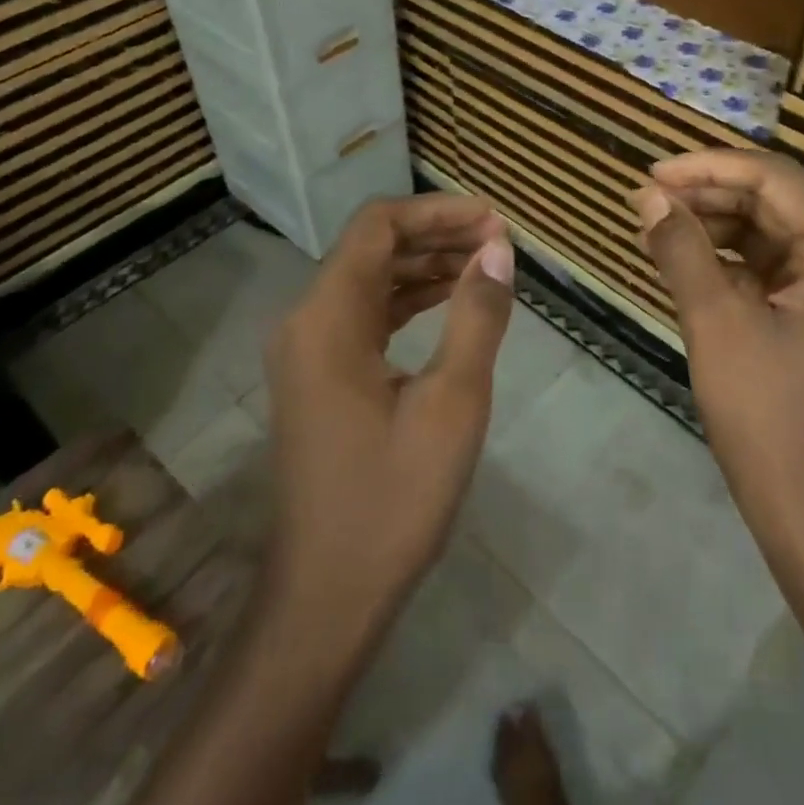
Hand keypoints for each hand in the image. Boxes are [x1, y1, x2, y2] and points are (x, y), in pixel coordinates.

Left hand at [263, 194, 514, 647]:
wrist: (328, 593)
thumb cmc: (393, 499)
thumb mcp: (452, 404)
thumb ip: (476, 317)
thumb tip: (498, 250)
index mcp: (327, 318)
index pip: (378, 227)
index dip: (438, 211)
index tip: (494, 220)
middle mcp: (305, 321)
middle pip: (370, 249)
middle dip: (435, 235)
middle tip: (499, 242)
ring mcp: (306, 351)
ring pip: (367, 281)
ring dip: (423, 267)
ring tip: (484, 265)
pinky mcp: (316, 377)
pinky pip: (362, 317)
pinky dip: (405, 302)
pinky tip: (448, 304)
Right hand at [631, 150, 803, 580]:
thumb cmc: (769, 415)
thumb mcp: (717, 323)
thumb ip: (682, 249)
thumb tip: (646, 196)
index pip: (774, 178)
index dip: (707, 168)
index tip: (650, 174)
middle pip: (771, 199)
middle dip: (705, 195)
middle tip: (643, 203)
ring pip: (763, 228)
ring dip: (708, 224)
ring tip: (651, 230)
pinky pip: (761, 262)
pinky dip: (719, 257)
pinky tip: (677, 258)